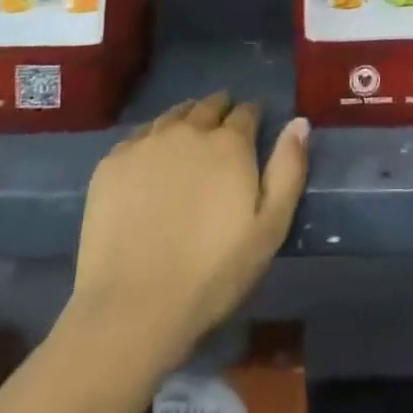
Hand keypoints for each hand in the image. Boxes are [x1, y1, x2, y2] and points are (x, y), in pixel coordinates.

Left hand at [71, 95, 309, 372]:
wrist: (132, 306)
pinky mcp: (112, 161)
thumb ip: (288, 170)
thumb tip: (299, 122)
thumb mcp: (269, 229)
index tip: (254, 124)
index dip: (253, 115)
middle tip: (222, 126)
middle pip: (208, 106)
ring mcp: (147, 142)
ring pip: (173, 115)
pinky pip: (139, 135)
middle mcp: (189, 130)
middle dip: (220, 110)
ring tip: (189, 134)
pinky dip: (152, 137)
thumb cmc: (212, 273)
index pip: (247, 111)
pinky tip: (151, 157)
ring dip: (187, 118)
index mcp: (229, 143)